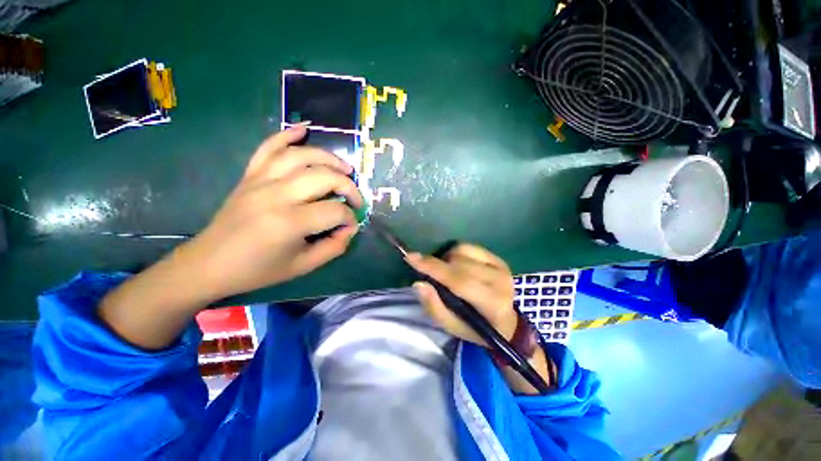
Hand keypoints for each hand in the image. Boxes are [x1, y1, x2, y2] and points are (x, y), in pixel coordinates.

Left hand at [182, 125, 363, 299]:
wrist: (210, 263)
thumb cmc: (259, 269)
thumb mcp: (304, 266)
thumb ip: (334, 247)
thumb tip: (349, 228)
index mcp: (290, 222)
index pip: (335, 211)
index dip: (350, 218)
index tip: (350, 226)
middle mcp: (277, 195)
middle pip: (325, 176)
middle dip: (349, 186)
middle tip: (355, 199)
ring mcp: (261, 180)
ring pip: (302, 156)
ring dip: (329, 158)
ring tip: (345, 168)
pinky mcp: (250, 175)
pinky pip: (269, 147)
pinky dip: (287, 134)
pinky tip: (304, 129)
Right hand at [406, 244, 517, 346]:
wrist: (505, 323)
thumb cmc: (475, 328)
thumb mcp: (452, 326)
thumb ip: (434, 307)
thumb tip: (418, 283)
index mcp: (491, 304)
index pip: (458, 281)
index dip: (433, 268)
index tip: (411, 257)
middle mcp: (500, 281)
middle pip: (459, 263)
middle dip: (437, 264)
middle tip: (429, 273)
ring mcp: (501, 267)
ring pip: (463, 251)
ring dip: (447, 258)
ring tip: (446, 271)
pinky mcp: (499, 259)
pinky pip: (470, 247)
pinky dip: (457, 252)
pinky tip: (457, 264)